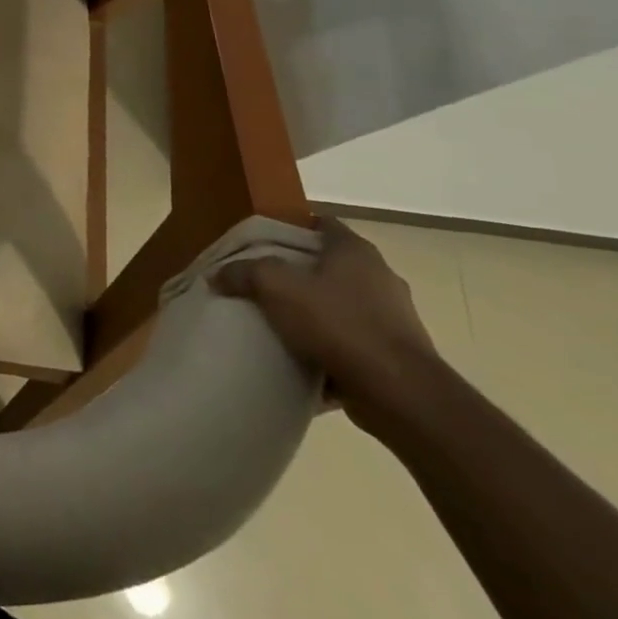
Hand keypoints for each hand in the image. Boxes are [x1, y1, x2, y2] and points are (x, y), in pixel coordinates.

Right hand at [212, 215, 444, 431]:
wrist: (400, 393)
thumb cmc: (338, 323)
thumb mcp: (275, 287)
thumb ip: (244, 273)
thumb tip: (218, 275)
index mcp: (356, 252)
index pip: (322, 225)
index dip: (293, 229)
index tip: (265, 243)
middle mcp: (381, 278)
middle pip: (331, 266)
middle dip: (300, 274)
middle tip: (265, 284)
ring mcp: (394, 319)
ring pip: (343, 307)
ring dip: (317, 314)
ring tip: (281, 325)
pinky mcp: (398, 356)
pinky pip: (354, 345)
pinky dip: (331, 349)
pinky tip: (303, 361)